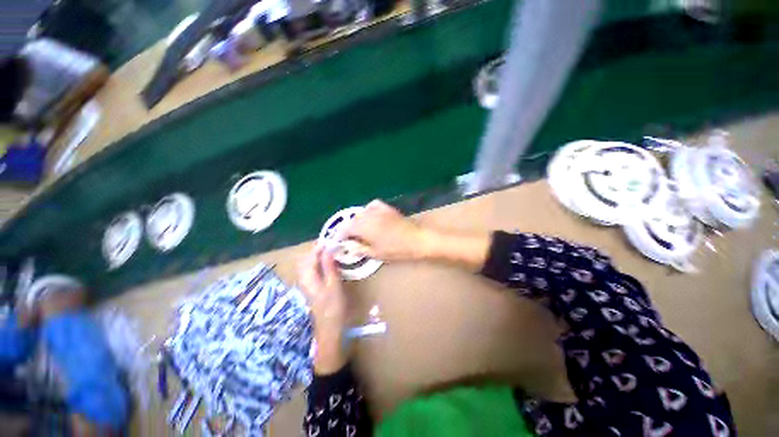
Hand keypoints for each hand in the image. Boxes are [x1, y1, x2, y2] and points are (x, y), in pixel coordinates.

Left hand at [297, 245, 347, 373]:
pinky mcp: (308, 287)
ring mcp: (304, 284)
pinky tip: (326, 264)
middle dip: (315, 251)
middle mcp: (303, 279)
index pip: (310, 257)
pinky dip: (316, 264)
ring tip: (329, 253)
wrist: (328, 327)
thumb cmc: (333, 306)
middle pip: (304, 259)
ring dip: (315, 257)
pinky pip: (309, 270)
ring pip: (306, 265)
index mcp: (308, 278)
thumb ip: (329, 266)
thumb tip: (327, 250)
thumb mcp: (334, 284)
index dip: (319, 247)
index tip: (330, 241)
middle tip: (330, 247)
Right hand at [344, 200, 431, 261]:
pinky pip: (373, 205)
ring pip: (361, 212)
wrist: (417, 240)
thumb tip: (349, 247)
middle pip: (352, 220)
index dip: (339, 235)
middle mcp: (368, 216)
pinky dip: (368, 210)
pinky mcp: (387, 208)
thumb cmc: (396, 250)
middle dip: (348, 228)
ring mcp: (379, 210)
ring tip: (359, 229)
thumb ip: (360, 249)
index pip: (345, 229)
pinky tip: (370, 216)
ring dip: (357, 220)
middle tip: (349, 238)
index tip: (338, 241)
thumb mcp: (376, 254)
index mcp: (364, 227)